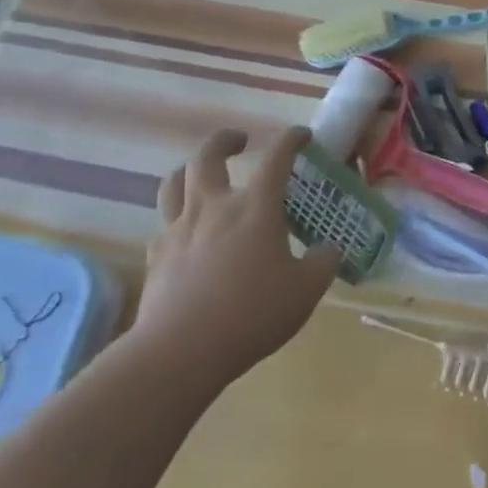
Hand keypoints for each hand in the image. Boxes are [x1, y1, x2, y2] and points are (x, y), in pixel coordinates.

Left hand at [133, 126, 340, 381]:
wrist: (180, 351)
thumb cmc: (251, 314)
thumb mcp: (305, 291)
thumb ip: (323, 264)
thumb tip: (330, 249)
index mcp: (255, 208)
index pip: (277, 158)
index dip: (291, 140)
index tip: (302, 135)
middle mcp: (214, 207)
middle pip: (208, 156)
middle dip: (225, 140)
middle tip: (239, 141)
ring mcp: (179, 229)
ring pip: (175, 182)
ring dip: (190, 169)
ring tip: (201, 173)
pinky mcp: (157, 256)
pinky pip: (164, 225)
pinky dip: (177, 220)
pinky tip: (188, 235)